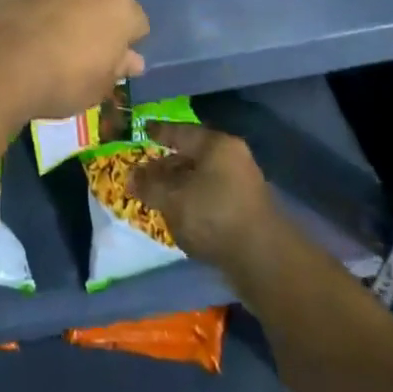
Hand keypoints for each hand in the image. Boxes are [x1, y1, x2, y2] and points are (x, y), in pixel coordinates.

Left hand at [0, 0, 147, 120]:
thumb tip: (133, 59)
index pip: (138, 20)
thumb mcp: (97, 88)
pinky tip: (25, 1)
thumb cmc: (59, 83)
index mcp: (120, 10)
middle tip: (87, 28)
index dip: (128, 37)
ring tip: (58, 4)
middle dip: (105, 2)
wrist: (2, 65)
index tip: (114, 53)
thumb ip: (117, 67)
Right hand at [130, 122, 276, 267]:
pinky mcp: (246, 210)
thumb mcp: (172, 198)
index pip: (181, 131)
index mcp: (216, 145)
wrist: (262, 259)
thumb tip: (130, 176)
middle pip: (192, 156)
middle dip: (166, 166)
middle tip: (143, 174)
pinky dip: (193, 202)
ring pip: (201, 178)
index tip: (143, 131)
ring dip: (179, 187)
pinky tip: (179, 215)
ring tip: (157, 197)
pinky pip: (211, 197)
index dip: (159, 132)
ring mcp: (243, 184)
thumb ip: (149, 185)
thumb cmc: (213, 215)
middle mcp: (233, 158)